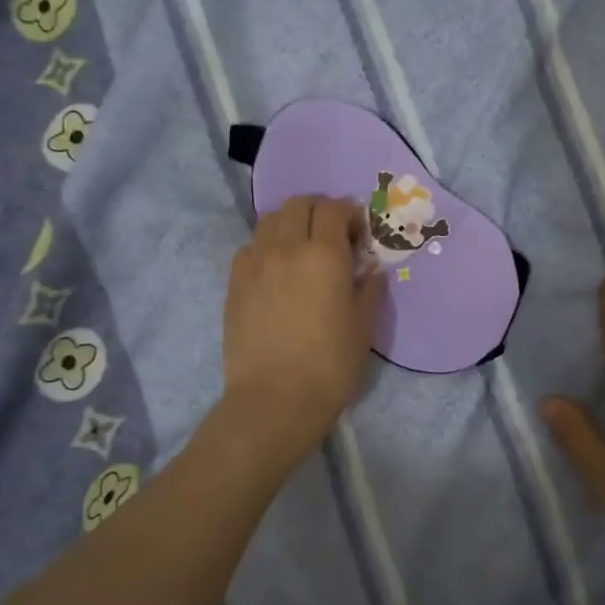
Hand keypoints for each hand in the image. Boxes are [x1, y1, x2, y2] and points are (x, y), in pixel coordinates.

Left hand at [223, 195, 386, 465]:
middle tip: (332, 236)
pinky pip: (250, 247)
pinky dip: (266, 247)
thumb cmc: (330, 365)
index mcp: (325, 254)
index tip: (359, 235)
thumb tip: (370, 269)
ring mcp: (255, 263)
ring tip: (301, 249)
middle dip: (319, 210)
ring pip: (269, 220)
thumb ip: (370, 289)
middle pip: (299, 204)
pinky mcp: (234, 283)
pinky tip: (276, 271)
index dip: (350, 214)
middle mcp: (286, 247)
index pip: (335, 208)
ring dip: (290, 223)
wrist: (275, 400)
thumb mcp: (364, 327)